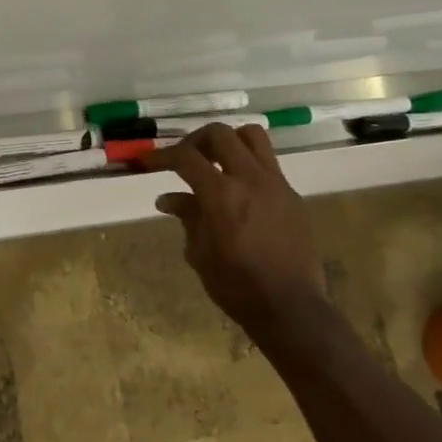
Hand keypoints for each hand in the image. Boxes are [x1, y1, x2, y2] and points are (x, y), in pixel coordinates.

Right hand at [134, 124, 326, 342]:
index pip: (186, 157)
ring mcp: (276, 184)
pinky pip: (268, 164)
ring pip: (252, 136)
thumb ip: (187, 217)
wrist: (290, 307)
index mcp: (221, 194)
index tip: (148, 162)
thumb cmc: (236, 286)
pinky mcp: (292, 195)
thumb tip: (168, 198)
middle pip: (220, 134)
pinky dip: (248, 165)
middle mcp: (249, 179)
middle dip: (195, 141)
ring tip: (216, 161)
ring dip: (229, 141)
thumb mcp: (200, 253)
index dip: (162, 155)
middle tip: (184, 158)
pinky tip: (240, 190)